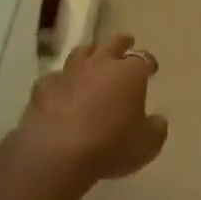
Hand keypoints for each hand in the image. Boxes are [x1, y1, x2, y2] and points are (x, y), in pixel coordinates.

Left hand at [16, 33, 166, 183]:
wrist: (57, 155)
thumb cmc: (110, 147)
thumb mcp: (146, 145)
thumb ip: (156, 129)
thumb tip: (157, 120)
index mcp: (130, 73)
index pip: (144, 59)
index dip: (149, 63)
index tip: (151, 69)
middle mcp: (101, 64)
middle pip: (113, 44)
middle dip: (122, 43)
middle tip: (127, 43)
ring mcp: (70, 73)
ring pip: (82, 52)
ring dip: (90, 54)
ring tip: (93, 58)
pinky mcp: (44, 87)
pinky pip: (55, 77)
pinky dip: (61, 81)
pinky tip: (61, 89)